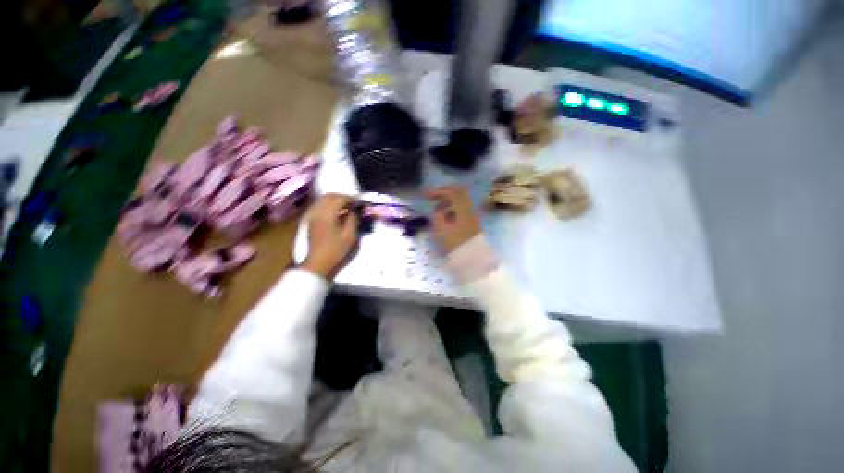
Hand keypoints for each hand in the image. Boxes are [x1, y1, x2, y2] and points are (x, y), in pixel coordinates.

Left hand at [302, 194, 358, 278]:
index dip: (351, 198)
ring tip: (347, 206)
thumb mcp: (349, 236)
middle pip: (329, 196)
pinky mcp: (311, 221)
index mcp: (327, 215)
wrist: (318, 263)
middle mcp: (317, 212)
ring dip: (335, 200)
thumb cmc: (336, 251)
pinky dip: (329, 205)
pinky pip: (320, 206)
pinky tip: (337, 212)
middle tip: (354, 202)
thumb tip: (355, 210)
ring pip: (323, 200)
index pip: (339, 199)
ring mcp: (312, 216)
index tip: (360, 201)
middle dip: (342, 196)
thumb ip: (353, 219)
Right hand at [425, 186, 481, 253]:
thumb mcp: (442, 230)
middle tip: (432, 197)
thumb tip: (437, 210)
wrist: (473, 261)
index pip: (452, 192)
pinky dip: (452, 210)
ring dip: (448, 202)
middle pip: (459, 193)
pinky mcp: (472, 223)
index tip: (426, 195)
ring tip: (436, 210)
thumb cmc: (456, 245)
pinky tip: (445, 218)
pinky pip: (461, 210)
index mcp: (463, 209)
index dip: (438, 191)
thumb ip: (438, 216)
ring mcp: (473, 216)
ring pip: (461, 202)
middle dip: (444, 193)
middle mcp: (470, 209)